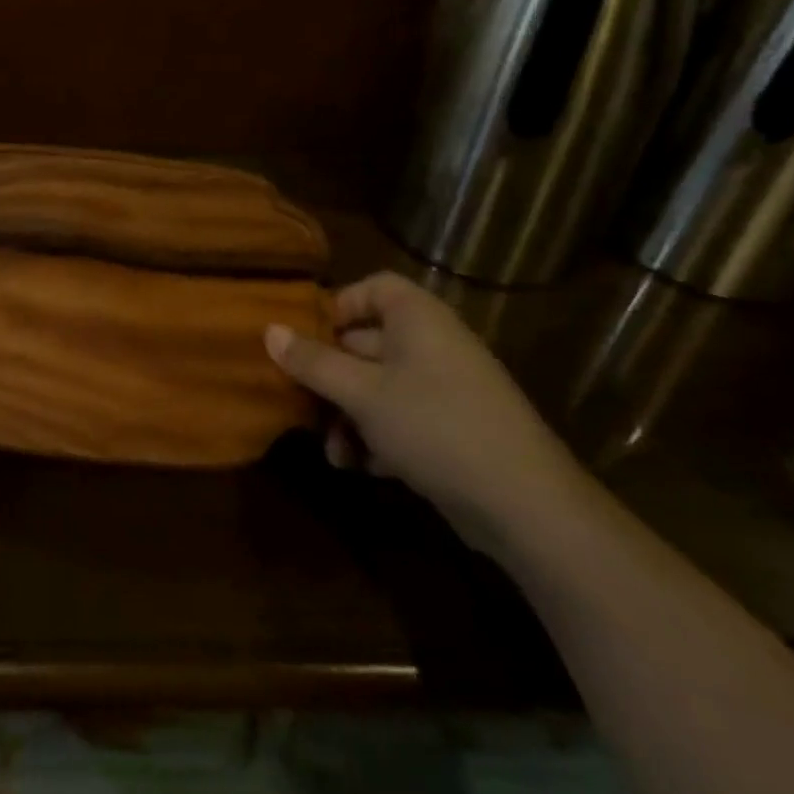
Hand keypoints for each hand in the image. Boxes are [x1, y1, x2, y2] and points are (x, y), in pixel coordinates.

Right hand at [265, 272, 587, 552]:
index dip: (337, 306)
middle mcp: (432, 344)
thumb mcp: (362, 393)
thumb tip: (268, 330)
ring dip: (348, 416)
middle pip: (367, 343)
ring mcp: (446, 388)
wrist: (525, 505)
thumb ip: (313, 362)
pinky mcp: (453, 429)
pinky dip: (377, 437)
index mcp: (417, 318)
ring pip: (379, 387)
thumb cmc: (434, 426)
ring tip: (334, 453)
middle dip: (331, 377)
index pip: (373, 288)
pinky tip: (361, 468)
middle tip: (301, 403)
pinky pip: (402, 418)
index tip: (305, 337)